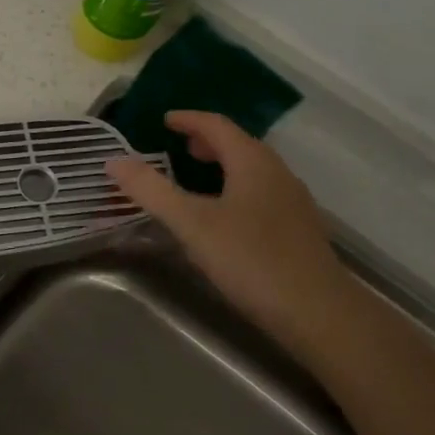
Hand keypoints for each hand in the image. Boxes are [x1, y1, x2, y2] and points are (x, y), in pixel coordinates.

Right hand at [106, 110, 357, 358]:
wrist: (320, 315)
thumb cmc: (252, 260)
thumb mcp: (191, 224)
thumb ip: (151, 190)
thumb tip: (113, 160)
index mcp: (252, 162)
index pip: (217, 125)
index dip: (189, 119)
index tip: (164, 120)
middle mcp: (277, 174)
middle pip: (239, 144)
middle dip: (206, 141)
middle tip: (177, 145)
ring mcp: (293, 203)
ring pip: (252, 170)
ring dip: (223, 165)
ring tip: (196, 179)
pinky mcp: (299, 231)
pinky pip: (261, 193)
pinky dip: (236, 188)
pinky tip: (224, 218)